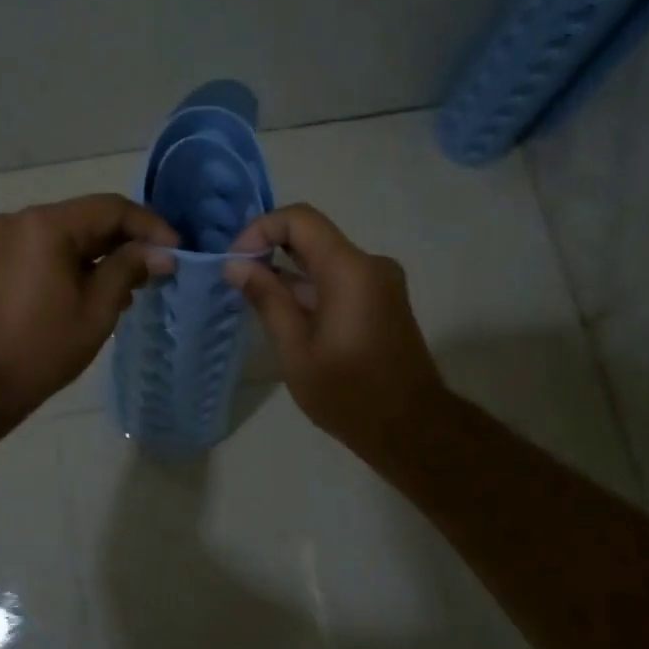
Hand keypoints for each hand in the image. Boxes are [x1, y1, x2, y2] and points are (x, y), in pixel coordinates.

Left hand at [0, 194, 178, 414]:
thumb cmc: (43, 346)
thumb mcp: (97, 308)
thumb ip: (130, 269)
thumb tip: (162, 253)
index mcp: (46, 224)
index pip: (111, 209)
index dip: (150, 227)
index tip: (176, 252)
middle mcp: (22, 219)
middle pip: (89, 218)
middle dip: (127, 241)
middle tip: (158, 270)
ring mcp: (6, 238)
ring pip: (70, 234)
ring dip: (103, 254)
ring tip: (132, 287)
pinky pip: (49, 248)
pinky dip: (77, 262)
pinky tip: (99, 289)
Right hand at [224, 204, 446, 456]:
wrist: (412, 428)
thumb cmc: (349, 394)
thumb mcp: (296, 351)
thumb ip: (267, 300)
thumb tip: (236, 265)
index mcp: (349, 270)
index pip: (299, 219)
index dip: (260, 229)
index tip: (236, 262)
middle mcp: (370, 264)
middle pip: (312, 235)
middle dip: (270, 249)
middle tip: (237, 279)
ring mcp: (381, 281)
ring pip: (325, 258)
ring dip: (289, 271)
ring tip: (255, 300)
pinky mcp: (383, 299)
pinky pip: (340, 277)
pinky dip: (310, 286)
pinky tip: (287, 315)